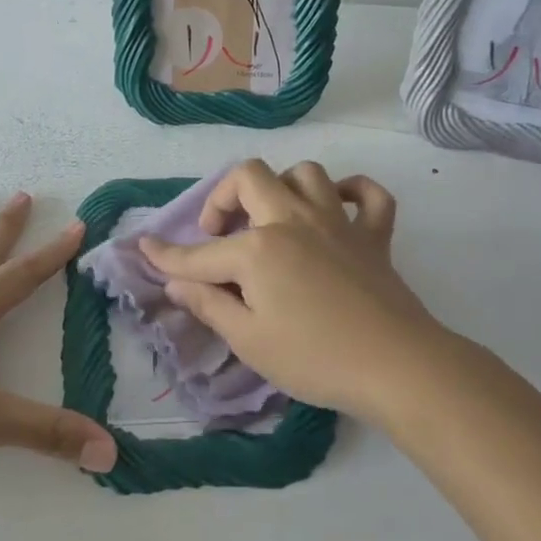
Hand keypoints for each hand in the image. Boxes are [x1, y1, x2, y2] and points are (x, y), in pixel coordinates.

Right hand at [139, 160, 447, 424]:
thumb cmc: (314, 358)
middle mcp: (293, 220)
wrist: (396, 366)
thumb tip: (176, 284)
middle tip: (219, 234)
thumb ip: (209, 306)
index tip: (144, 248)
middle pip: (250, 177)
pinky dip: (351, 192)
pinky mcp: (374, 235)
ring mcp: (338, 222)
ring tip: (272, 220)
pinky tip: (337, 209)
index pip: (200, 252)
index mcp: (258, 249)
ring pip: (305, 174)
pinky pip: (368, 194)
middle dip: (222, 198)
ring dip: (281, 188)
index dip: (167, 255)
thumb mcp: (249, 340)